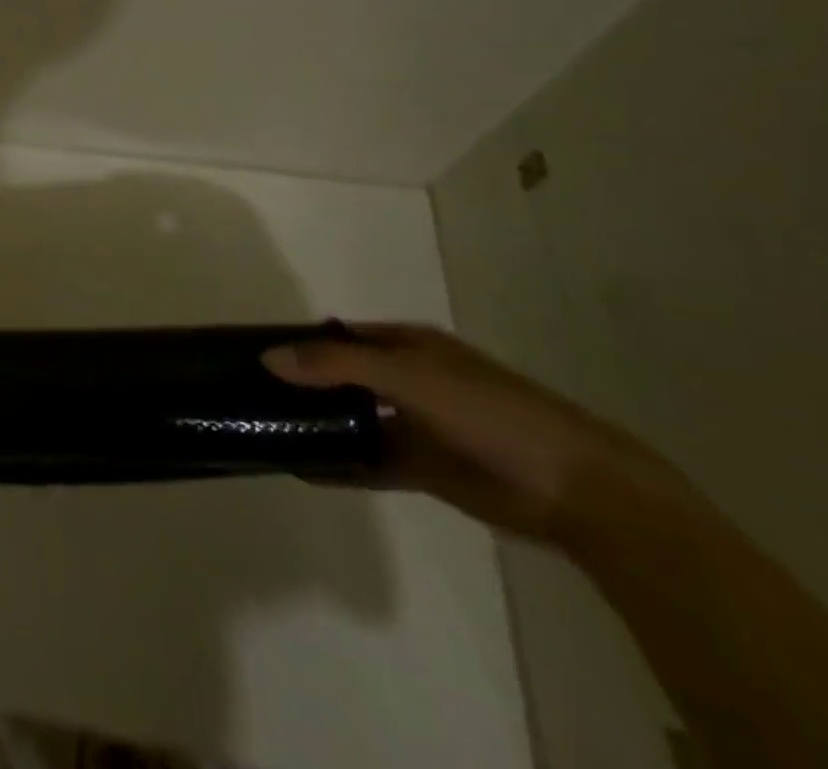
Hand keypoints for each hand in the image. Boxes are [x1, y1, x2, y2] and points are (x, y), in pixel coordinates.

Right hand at [263, 323, 685, 542]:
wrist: (580, 492)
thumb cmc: (491, 413)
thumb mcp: (409, 377)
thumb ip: (337, 365)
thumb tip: (268, 356)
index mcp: (407, 344)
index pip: (337, 335)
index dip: (298, 340)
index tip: (249, 352)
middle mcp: (407, 378)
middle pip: (341, 376)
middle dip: (302, 383)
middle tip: (247, 393)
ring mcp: (416, 424)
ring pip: (352, 419)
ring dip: (318, 424)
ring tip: (266, 429)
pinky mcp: (424, 467)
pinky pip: (369, 463)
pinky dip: (340, 466)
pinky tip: (303, 471)